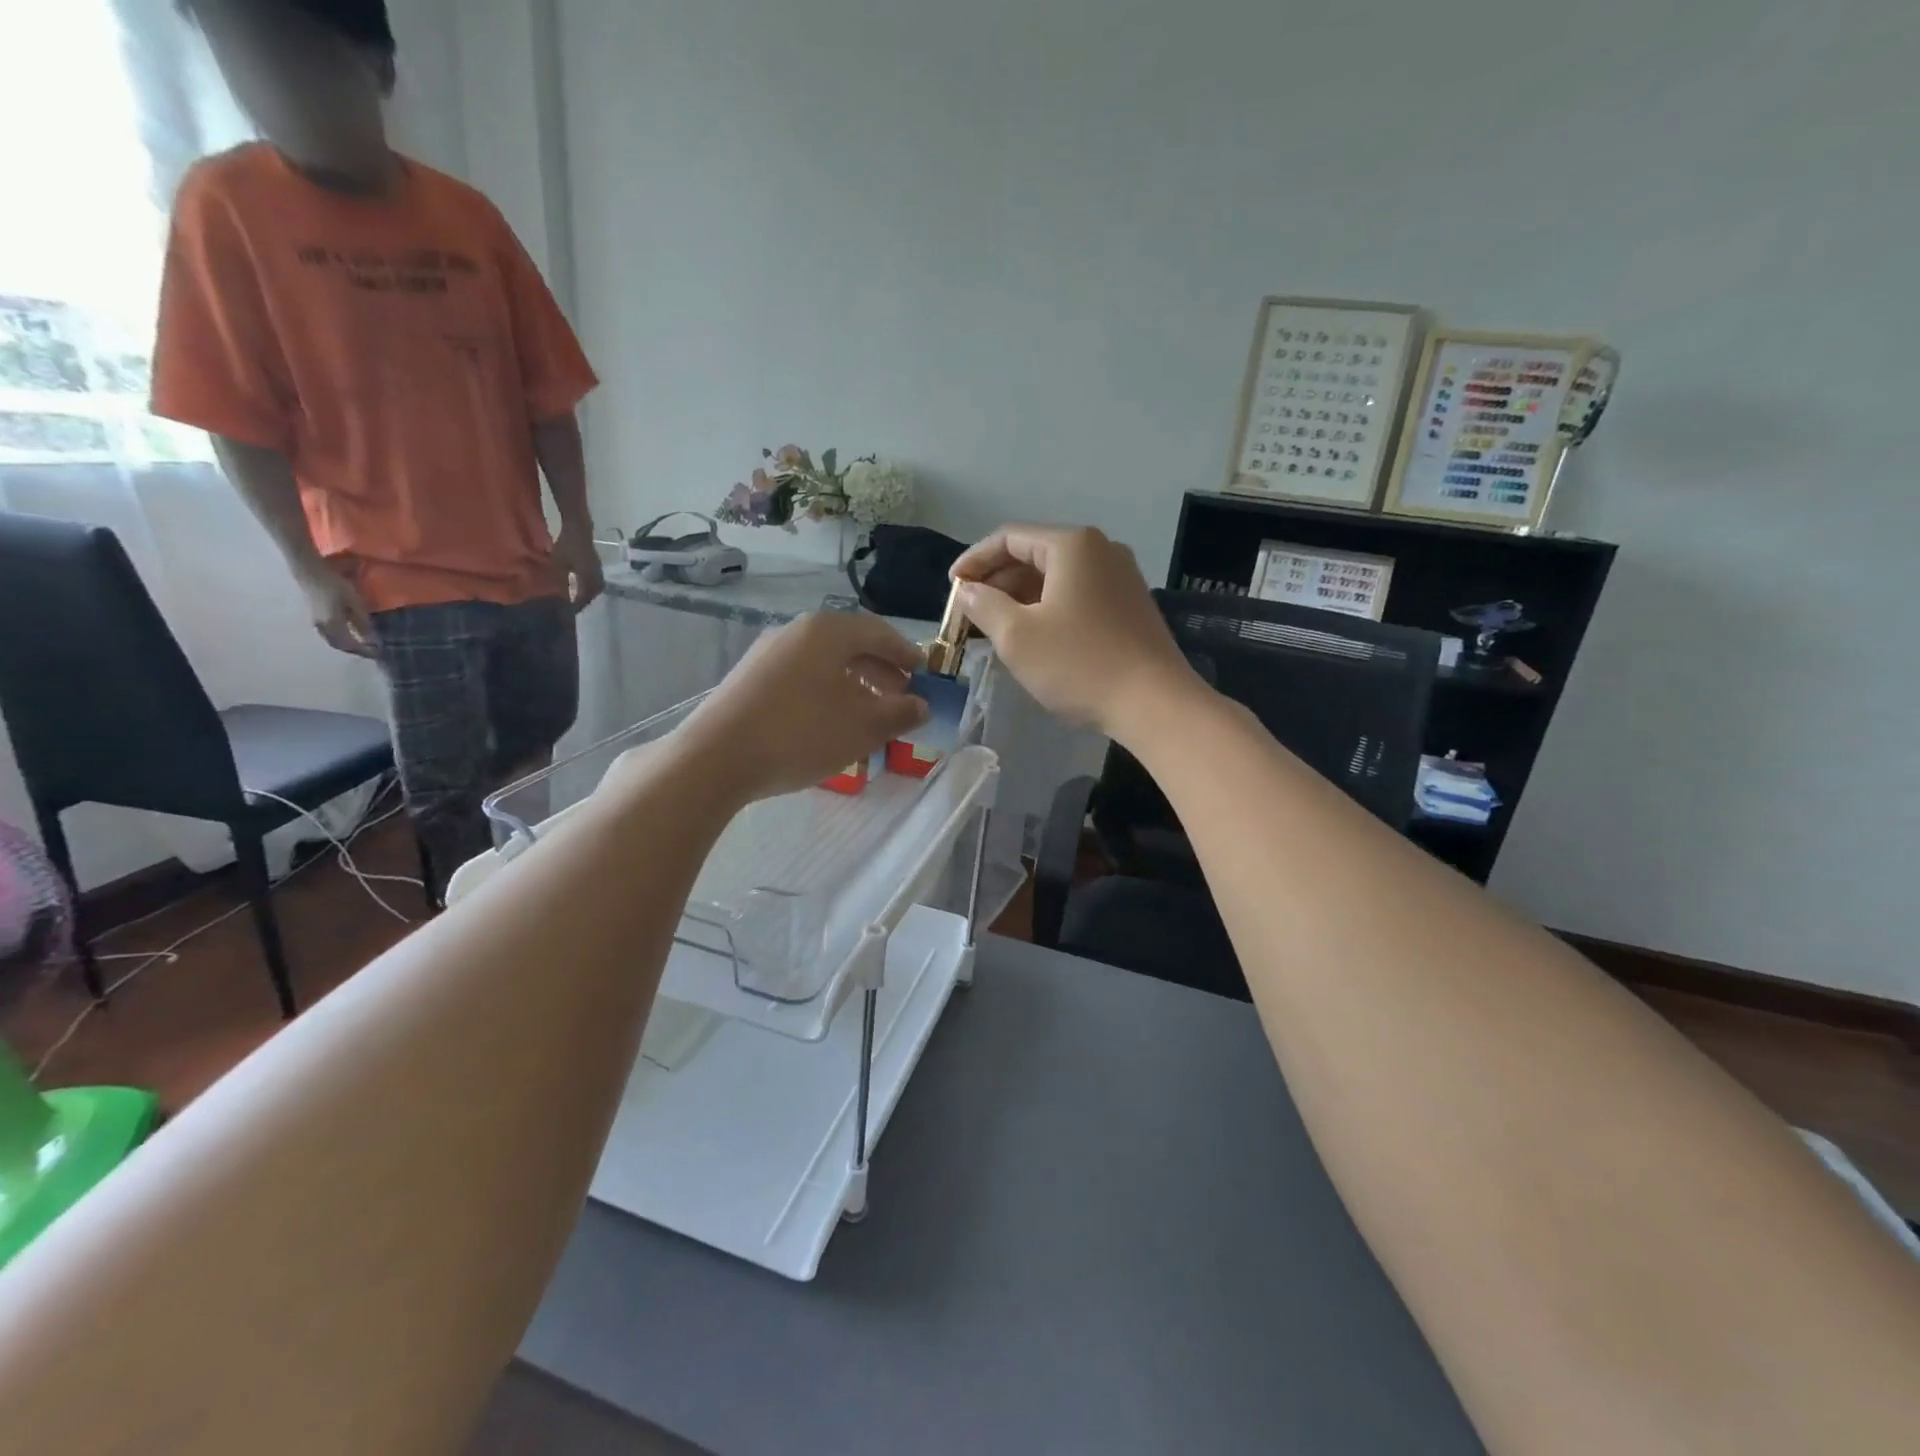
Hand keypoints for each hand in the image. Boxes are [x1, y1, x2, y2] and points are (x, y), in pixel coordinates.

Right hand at [297, 564, 377, 658]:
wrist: (310, 574)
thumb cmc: (335, 586)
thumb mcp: (355, 603)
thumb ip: (362, 622)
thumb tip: (370, 640)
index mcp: (332, 625)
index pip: (350, 645)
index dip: (364, 651)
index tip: (378, 653)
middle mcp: (322, 628)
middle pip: (340, 646)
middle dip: (357, 651)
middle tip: (373, 652)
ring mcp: (317, 624)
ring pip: (334, 642)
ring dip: (348, 646)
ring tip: (364, 646)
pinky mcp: (315, 619)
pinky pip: (329, 636)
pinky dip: (341, 640)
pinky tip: (350, 637)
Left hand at [552, 527, 605, 613]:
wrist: (579, 528)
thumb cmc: (568, 544)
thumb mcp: (559, 563)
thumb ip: (560, 580)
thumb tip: (559, 595)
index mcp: (588, 579)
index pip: (583, 598)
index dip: (575, 607)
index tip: (568, 613)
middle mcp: (597, 577)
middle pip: (591, 595)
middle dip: (583, 602)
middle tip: (573, 608)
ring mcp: (599, 571)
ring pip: (595, 589)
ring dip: (587, 595)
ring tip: (578, 599)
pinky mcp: (597, 566)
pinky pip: (595, 582)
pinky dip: (588, 587)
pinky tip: (581, 586)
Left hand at [670, 612, 930, 802]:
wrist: (716, 757)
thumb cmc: (801, 733)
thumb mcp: (864, 727)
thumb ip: (901, 713)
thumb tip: (922, 706)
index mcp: (828, 632)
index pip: (879, 632)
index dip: (907, 654)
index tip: (925, 676)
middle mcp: (796, 632)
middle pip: (851, 646)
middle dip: (882, 672)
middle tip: (901, 699)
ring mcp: (767, 654)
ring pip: (824, 663)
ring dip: (854, 685)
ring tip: (868, 715)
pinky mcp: (749, 679)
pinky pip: (800, 677)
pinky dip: (825, 692)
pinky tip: (828, 724)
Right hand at [951, 524, 1200, 740]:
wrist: (1154, 703)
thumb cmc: (1079, 664)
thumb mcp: (1017, 636)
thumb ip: (984, 605)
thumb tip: (968, 590)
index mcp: (1072, 545)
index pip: (1009, 537)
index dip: (974, 560)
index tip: (952, 587)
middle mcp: (1101, 549)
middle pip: (1035, 554)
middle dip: (997, 581)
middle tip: (969, 611)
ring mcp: (1121, 577)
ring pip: (1057, 577)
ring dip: (1021, 597)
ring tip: (994, 626)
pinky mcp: (1130, 605)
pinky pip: (1078, 595)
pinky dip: (1048, 608)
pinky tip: (1033, 635)